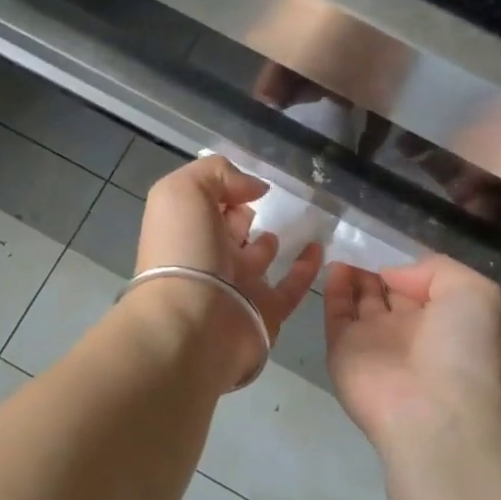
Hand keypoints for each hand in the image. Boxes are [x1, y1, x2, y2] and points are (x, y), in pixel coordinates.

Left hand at [134, 155, 322, 387]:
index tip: (247, 182)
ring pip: (259, 258)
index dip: (223, 188)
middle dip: (244, 213)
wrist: (193, 325)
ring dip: (271, 241)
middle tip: (270, 200)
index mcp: (186, 228)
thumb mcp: (183, 192)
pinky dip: (306, 268)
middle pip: (229, 229)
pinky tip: (319, 248)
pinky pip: (291, 285)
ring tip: (297, 221)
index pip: (206, 202)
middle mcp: (208, 255)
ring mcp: (238, 285)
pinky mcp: (267, 310)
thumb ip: (217, 174)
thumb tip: (255, 187)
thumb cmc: (182, 251)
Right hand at [324, 255, 500, 456]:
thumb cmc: (465, 350)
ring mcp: (375, 341)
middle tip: (361, 237)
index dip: (409, 264)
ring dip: (353, 274)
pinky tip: (334, 263)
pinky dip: (333, 288)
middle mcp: (410, 330)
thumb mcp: (476, 293)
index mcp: (446, 318)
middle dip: (378, 267)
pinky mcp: (342, 350)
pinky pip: (336, 313)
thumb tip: (394, 274)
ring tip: (345, 244)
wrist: (435, 412)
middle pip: (389, 291)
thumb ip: (437, 269)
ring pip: (361, 300)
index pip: (423, 284)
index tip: (393, 238)